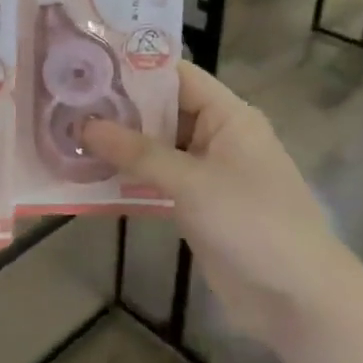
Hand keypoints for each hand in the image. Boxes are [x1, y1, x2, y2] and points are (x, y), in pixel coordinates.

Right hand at [81, 61, 357, 352]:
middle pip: (161, 111)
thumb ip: (138, 153)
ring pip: (155, 148)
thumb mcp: (192, 182)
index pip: (176, 76)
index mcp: (227, 116)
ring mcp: (206, 173)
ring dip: (118, 146)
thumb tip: (85, 125)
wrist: (298, 299)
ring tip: (65, 134)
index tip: (87, 63)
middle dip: (117, 109)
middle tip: (64, 101)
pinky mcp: (196, 206)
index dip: (134, 68)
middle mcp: (216, 136)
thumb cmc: (252, 223)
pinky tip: (88, 177)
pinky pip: (157, 181)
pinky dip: (128, 178)